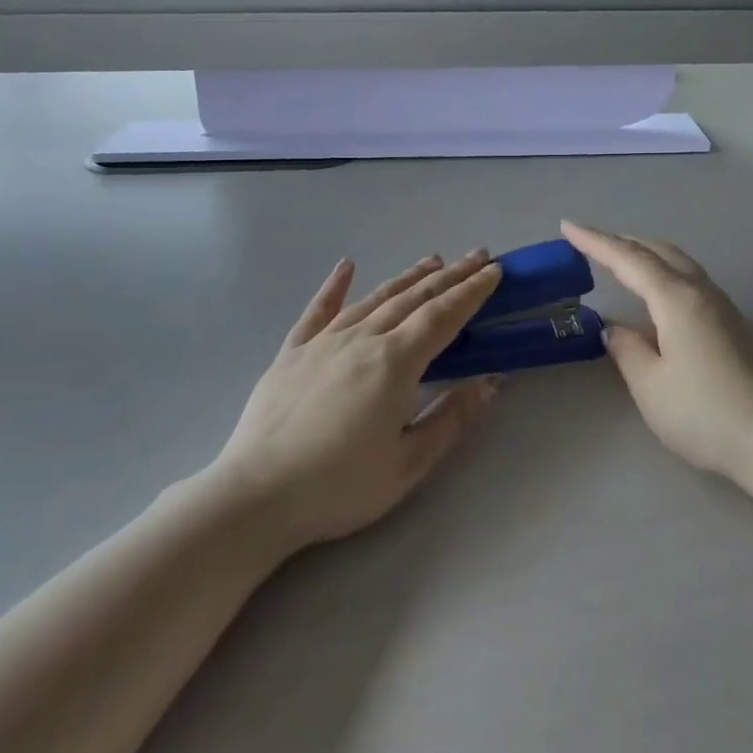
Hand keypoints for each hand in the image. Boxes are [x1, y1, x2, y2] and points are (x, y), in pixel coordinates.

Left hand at [215, 251, 503, 548]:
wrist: (257, 496)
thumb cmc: (339, 486)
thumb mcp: (408, 464)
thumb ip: (451, 418)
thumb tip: (492, 381)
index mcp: (395, 363)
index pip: (443, 317)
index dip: (472, 292)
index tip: (495, 271)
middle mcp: (363, 340)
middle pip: (414, 299)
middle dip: (450, 276)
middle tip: (477, 256)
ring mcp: (324, 343)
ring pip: (374, 299)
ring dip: (407, 278)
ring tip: (432, 261)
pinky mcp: (292, 354)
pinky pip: (317, 311)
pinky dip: (334, 286)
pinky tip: (346, 266)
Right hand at [561, 221, 752, 489]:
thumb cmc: (704, 412)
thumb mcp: (650, 385)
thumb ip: (627, 349)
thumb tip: (614, 328)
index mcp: (676, 299)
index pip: (629, 260)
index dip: (596, 242)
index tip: (568, 226)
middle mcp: (700, 292)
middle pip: (658, 252)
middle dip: (622, 241)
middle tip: (590, 241)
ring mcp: (721, 306)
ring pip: (678, 262)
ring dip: (646, 253)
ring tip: (620, 257)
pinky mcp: (732, 323)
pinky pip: (690, 279)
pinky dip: (664, 271)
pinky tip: (657, 291)